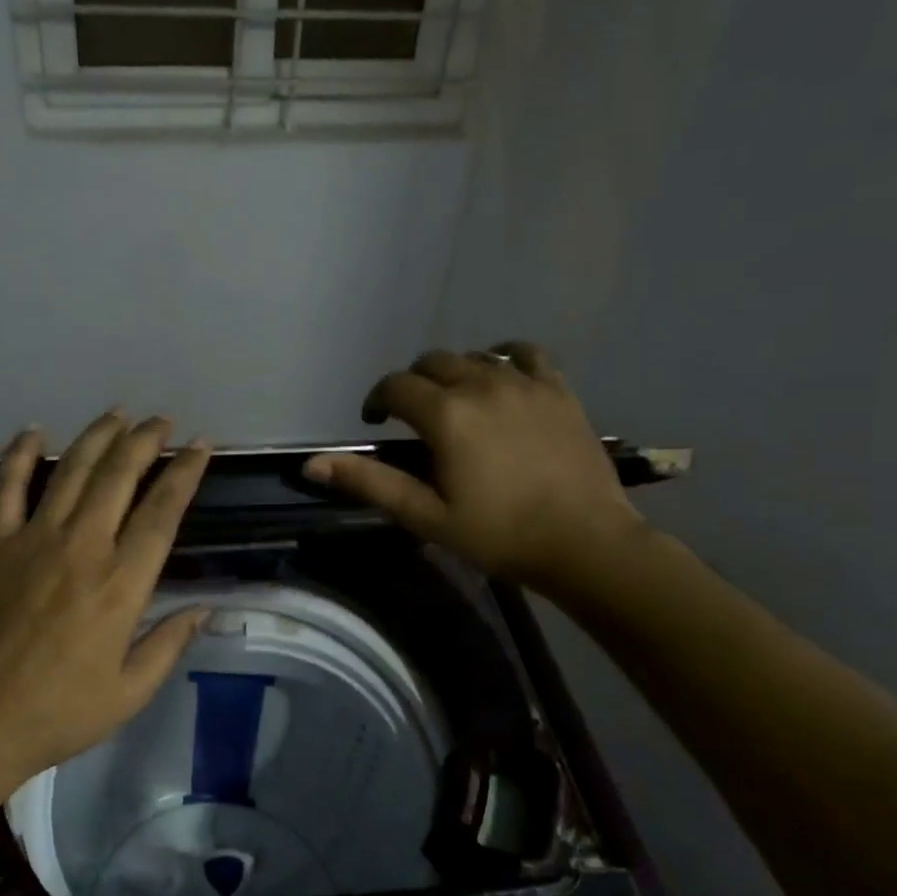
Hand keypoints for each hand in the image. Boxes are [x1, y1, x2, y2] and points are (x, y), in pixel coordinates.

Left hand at [0, 412, 212, 804]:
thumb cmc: (59, 713)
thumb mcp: (130, 691)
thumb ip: (170, 643)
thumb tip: (206, 608)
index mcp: (121, 583)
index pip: (162, 511)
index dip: (185, 472)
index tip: (201, 447)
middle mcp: (82, 546)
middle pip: (119, 475)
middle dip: (146, 440)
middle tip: (163, 421)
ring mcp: (33, 540)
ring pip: (71, 471)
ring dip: (97, 436)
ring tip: (118, 414)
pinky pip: (6, 488)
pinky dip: (18, 456)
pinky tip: (33, 432)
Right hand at [303, 342, 644, 594]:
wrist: (584, 542)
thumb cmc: (498, 535)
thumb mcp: (426, 515)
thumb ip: (370, 482)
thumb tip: (312, 465)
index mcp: (445, 415)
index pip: (395, 386)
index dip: (377, 400)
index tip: (376, 421)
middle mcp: (481, 385)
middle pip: (432, 363)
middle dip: (413, 384)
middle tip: (415, 418)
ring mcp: (524, 383)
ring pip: (474, 356)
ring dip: (454, 373)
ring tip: (456, 403)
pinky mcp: (558, 389)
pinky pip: (526, 353)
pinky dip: (506, 357)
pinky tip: (502, 375)